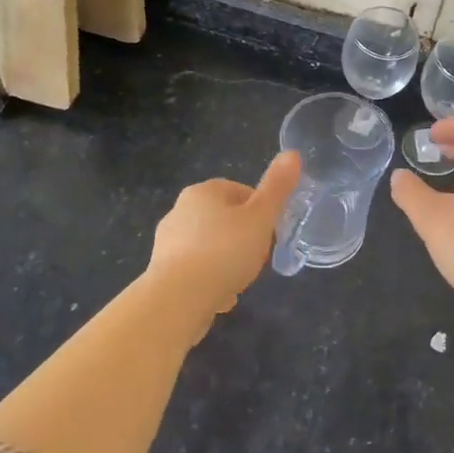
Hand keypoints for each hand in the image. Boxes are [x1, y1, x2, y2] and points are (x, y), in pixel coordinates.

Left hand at [146, 152, 300, 321]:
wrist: (178, 299)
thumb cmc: (225, 251)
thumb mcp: (261, 218)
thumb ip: (277, 187)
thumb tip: (292, 153)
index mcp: (204, 191)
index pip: (242, 192)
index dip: (261, 213)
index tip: (269, 234)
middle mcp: (180, 210)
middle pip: (225, 220)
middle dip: (243, 239)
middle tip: (257, 260)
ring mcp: (167, 241)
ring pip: (210, 247)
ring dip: (226, 262)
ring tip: (239, 282)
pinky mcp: (161, 271)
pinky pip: (195, 271)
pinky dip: (209, 281)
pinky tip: (220, 299)